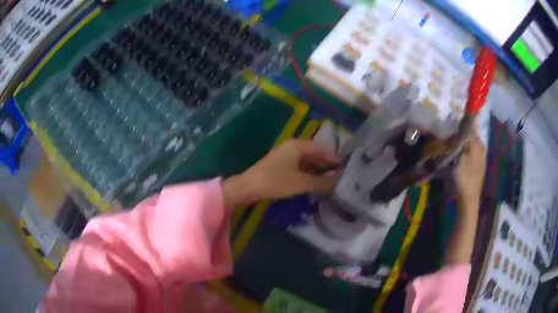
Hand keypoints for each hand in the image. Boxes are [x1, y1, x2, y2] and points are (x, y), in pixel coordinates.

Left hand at [223, 139, 340, 207]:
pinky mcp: (280, 165)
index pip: (321, 149)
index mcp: (297, 146)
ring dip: (317, 169)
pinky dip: (308, 173)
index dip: (333, 158)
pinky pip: (299, 166)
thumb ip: (321, 182)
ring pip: (306, 161)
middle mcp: (291, 147)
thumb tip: (337, 181)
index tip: (345, 166)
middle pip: (314, 154)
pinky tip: (315, 181)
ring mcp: (284, 156)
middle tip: (340, 174)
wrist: (248, 187)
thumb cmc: (276, 181)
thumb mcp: (301, 183)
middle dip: (326, 164)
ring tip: (330, 179)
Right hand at [454, 127, 486, 211]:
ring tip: (454, 144)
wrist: (469, 199)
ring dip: (464, 141)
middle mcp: (481, 147)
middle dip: (463, 131)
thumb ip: (462, 138)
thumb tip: (464, 120)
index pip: (472, 124)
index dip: (465, 119)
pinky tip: (460, 156)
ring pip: (472, 143)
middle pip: (472, 134)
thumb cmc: (463, 177)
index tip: (456, 117)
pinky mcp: (480, 165)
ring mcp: (482, 157)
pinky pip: (473, 151)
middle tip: (451, 134)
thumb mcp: (460, 156)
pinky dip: (467, 150)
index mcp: (477, 144)